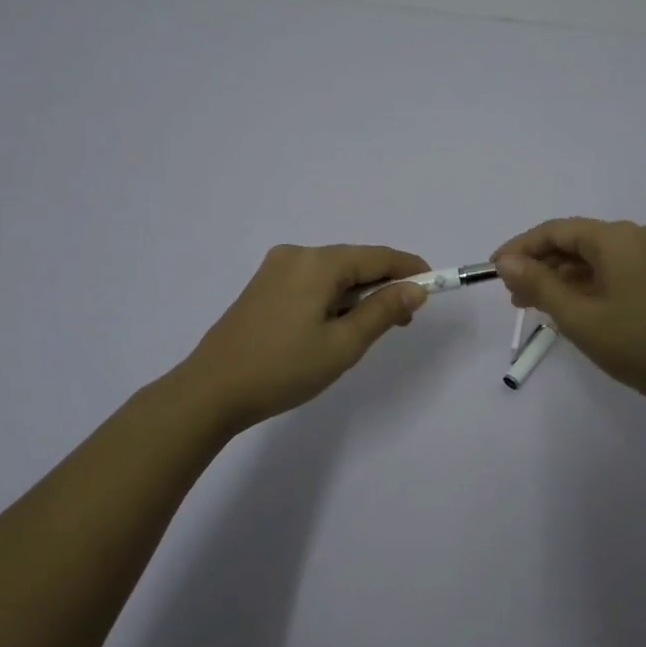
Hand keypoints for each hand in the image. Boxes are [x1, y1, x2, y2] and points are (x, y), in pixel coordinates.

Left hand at [177, 244, 428, 433]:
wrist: (211, 391)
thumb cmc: (283, 369)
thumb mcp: (343, 344)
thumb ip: (383, 311)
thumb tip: (416, 288)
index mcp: (318, 263)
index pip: (378, 256)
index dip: (410, 269)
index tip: (435, 287)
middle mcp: (296, 255)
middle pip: (355, 262)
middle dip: (384, 286)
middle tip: (403, 322)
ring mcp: (275, 269)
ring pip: (333, 274)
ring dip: (358, 295)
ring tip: (368, 331)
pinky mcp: (262, 286)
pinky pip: (312, 282)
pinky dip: (333, 298)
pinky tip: (334, 326)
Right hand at [492, 218, 645, 413]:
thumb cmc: (635, 344)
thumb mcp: (577, 316)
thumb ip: (538, 284)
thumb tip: (506, 261)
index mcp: (617, 237)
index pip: (556, 230)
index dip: (521, 247)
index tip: (493, 270)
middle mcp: (635, 236)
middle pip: (575, 240)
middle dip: (540, 264)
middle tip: (511, 294)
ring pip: (592, 256)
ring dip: (560, 276)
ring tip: (532, 304)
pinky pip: (610, 268)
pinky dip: (584, 283)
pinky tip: (566, 305)